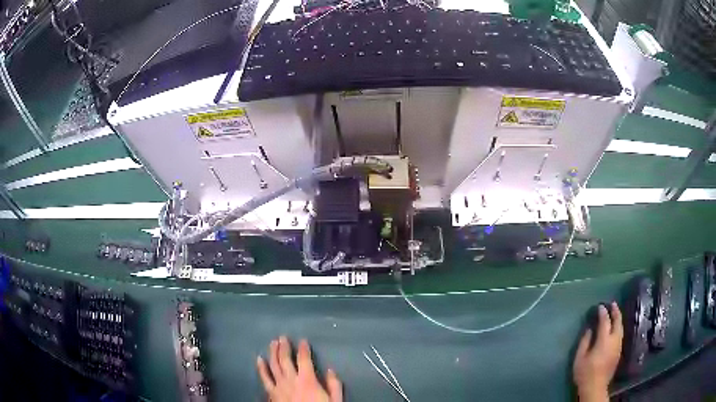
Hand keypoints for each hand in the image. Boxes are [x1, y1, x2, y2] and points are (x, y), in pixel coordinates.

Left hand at [257, 336, 342, 401]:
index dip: (303, 348)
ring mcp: (279, 386)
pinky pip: (264, 378)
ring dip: (273, 353)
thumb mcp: (335, 400)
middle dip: (284, 347)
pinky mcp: (271, 393)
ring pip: (274, 365)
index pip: (304, 359)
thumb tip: (330, 370)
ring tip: (273, 343)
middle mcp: (291, 380)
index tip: (303, 340)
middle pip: (285, 359)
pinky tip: (259, 359)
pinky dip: (261, 368)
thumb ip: (334, 385)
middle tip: (283, 337)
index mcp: (308, 380)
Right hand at [573, 302, 622, 401]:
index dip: (603, 312)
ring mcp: (618, 346)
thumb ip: (585, 342)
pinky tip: (615, 328)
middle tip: (612, 304)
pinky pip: (620, 334)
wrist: (595, 387)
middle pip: (618, 321)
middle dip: (615, 311)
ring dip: (618, 319)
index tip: (600, 306)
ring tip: (615, 313)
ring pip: (621, 328)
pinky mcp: (619, 352)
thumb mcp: (579, 358)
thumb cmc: (585, 372)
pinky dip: (618, 327)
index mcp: (604, 340)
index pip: (605, 321)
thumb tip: (590, 329)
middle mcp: (614, 340)